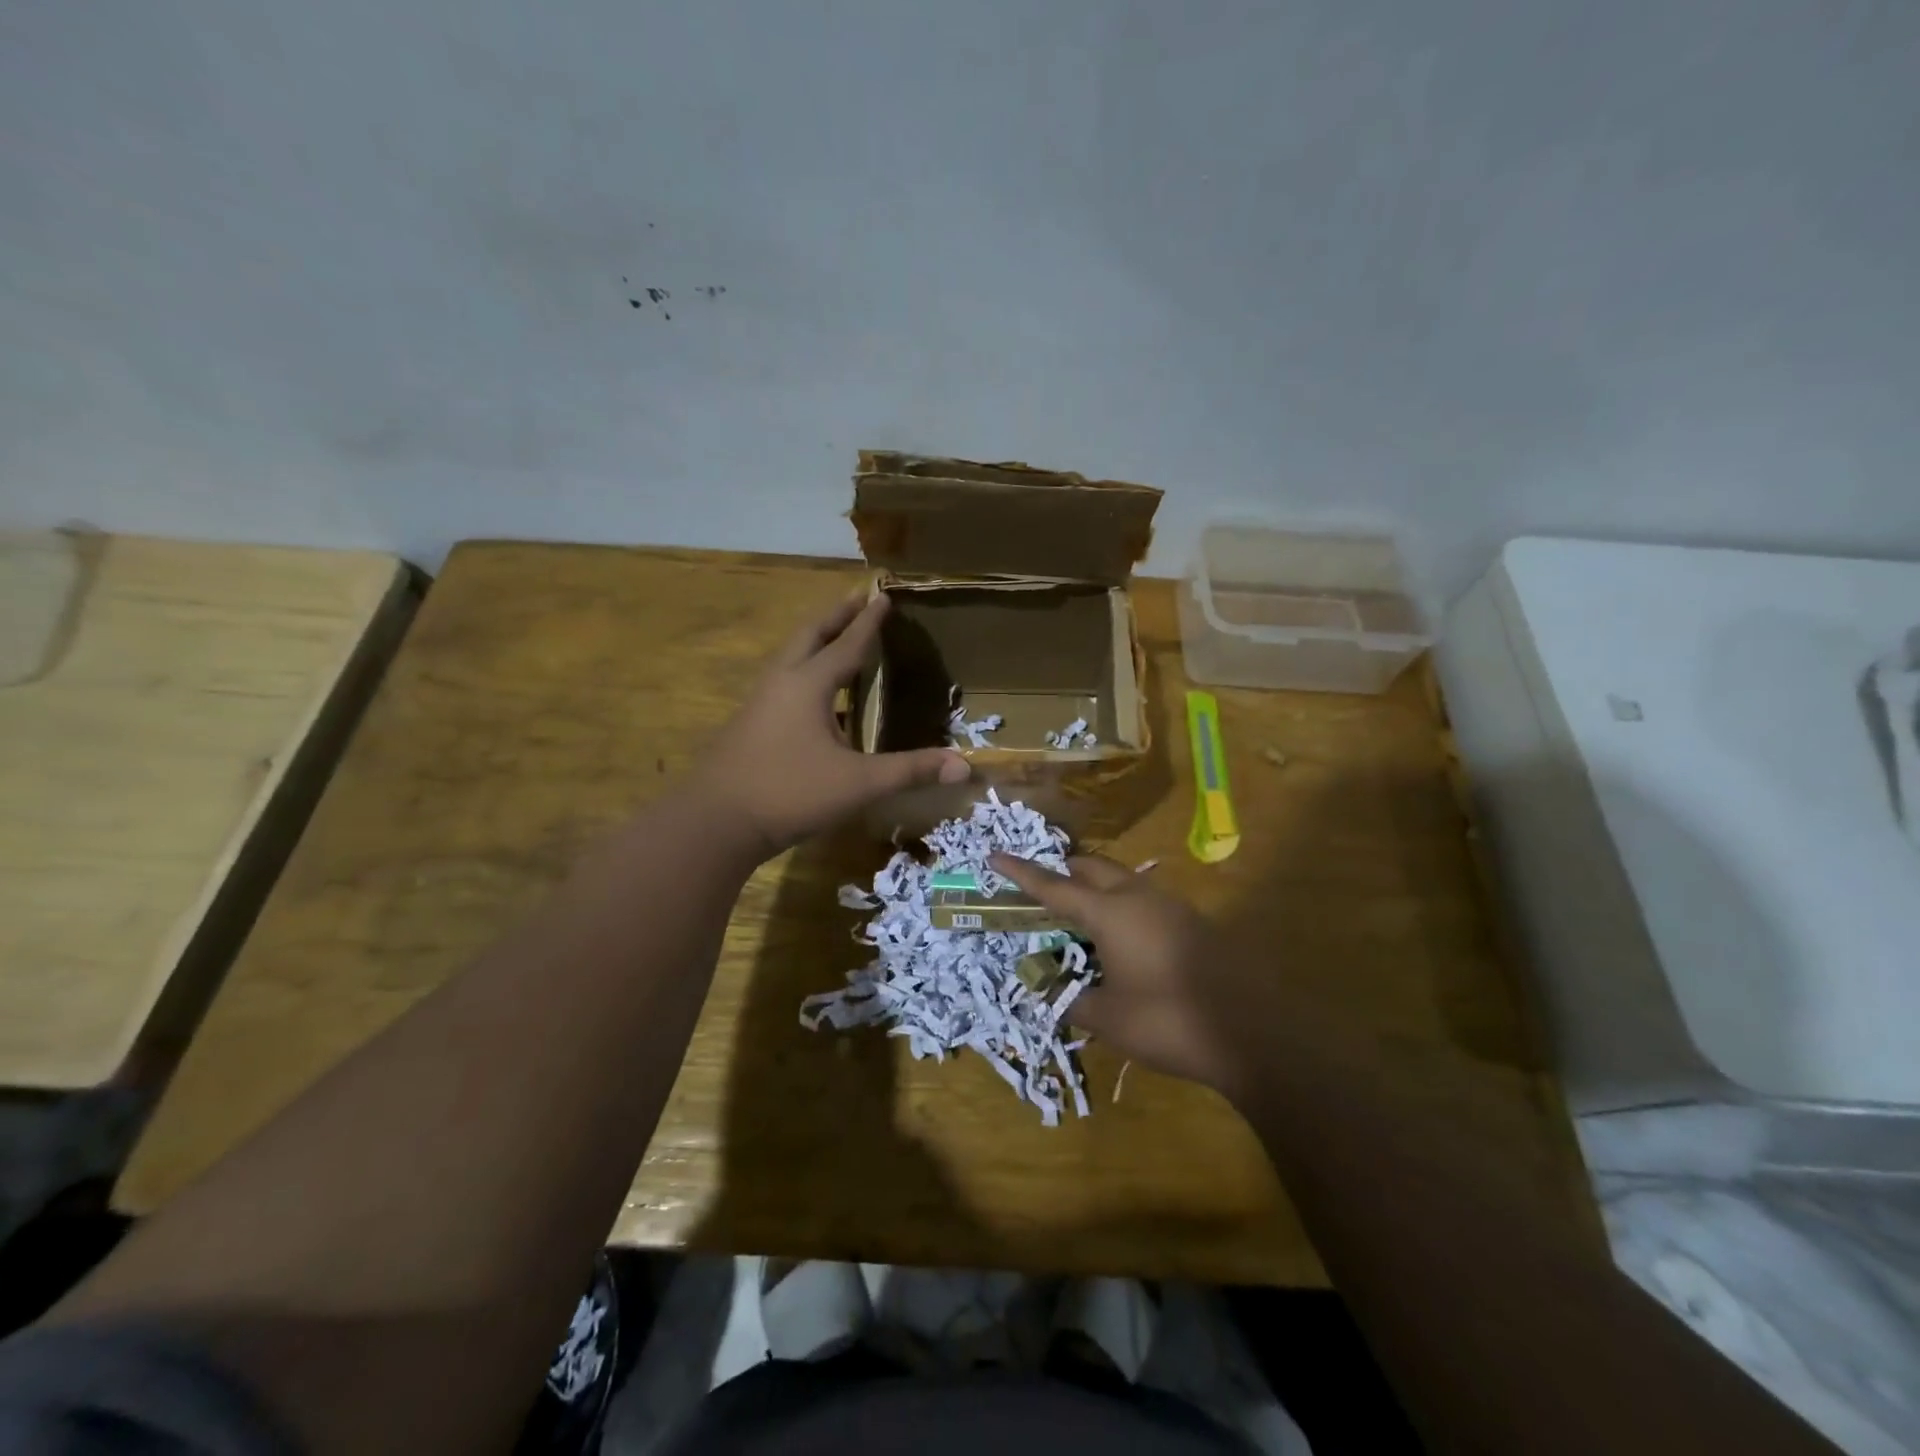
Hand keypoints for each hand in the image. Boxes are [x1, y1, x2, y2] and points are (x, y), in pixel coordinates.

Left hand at [694, 593, 968, 858]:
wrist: (715, 822)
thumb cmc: (790, 792)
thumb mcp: (859, 783)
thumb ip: (910, 771)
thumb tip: (965, 766)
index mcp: (808, 685)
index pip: (847, 644)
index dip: (868, 621)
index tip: (882, 594)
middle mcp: (781, 683)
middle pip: (809, 636)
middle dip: (835, 616)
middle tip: (856, 599)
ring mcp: (759, 704)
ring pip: (790, 659)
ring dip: (815, 642)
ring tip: (836, 639)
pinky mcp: (749, 726)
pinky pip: (782, 685)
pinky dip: (804, 674)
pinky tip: (816, 701)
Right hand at [989, 853, 1275, 1097]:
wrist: (1252, 1033)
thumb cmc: (1168, 1021)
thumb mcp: (1108, 1018)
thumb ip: (1071, 999)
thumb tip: (1049, 991)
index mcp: (1110, 912)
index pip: (1054, 886)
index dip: (1021, 872)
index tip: (995, 854)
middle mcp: (1139, 897)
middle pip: (1092, 868)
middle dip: (1063, 873)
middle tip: (1041, 893)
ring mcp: (1170, 906)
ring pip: (1122, 880)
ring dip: (1095, 888)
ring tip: (1078, 919)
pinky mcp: (1193, 922)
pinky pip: (1144, 899)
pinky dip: (1121, 906)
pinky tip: (1121, 941)